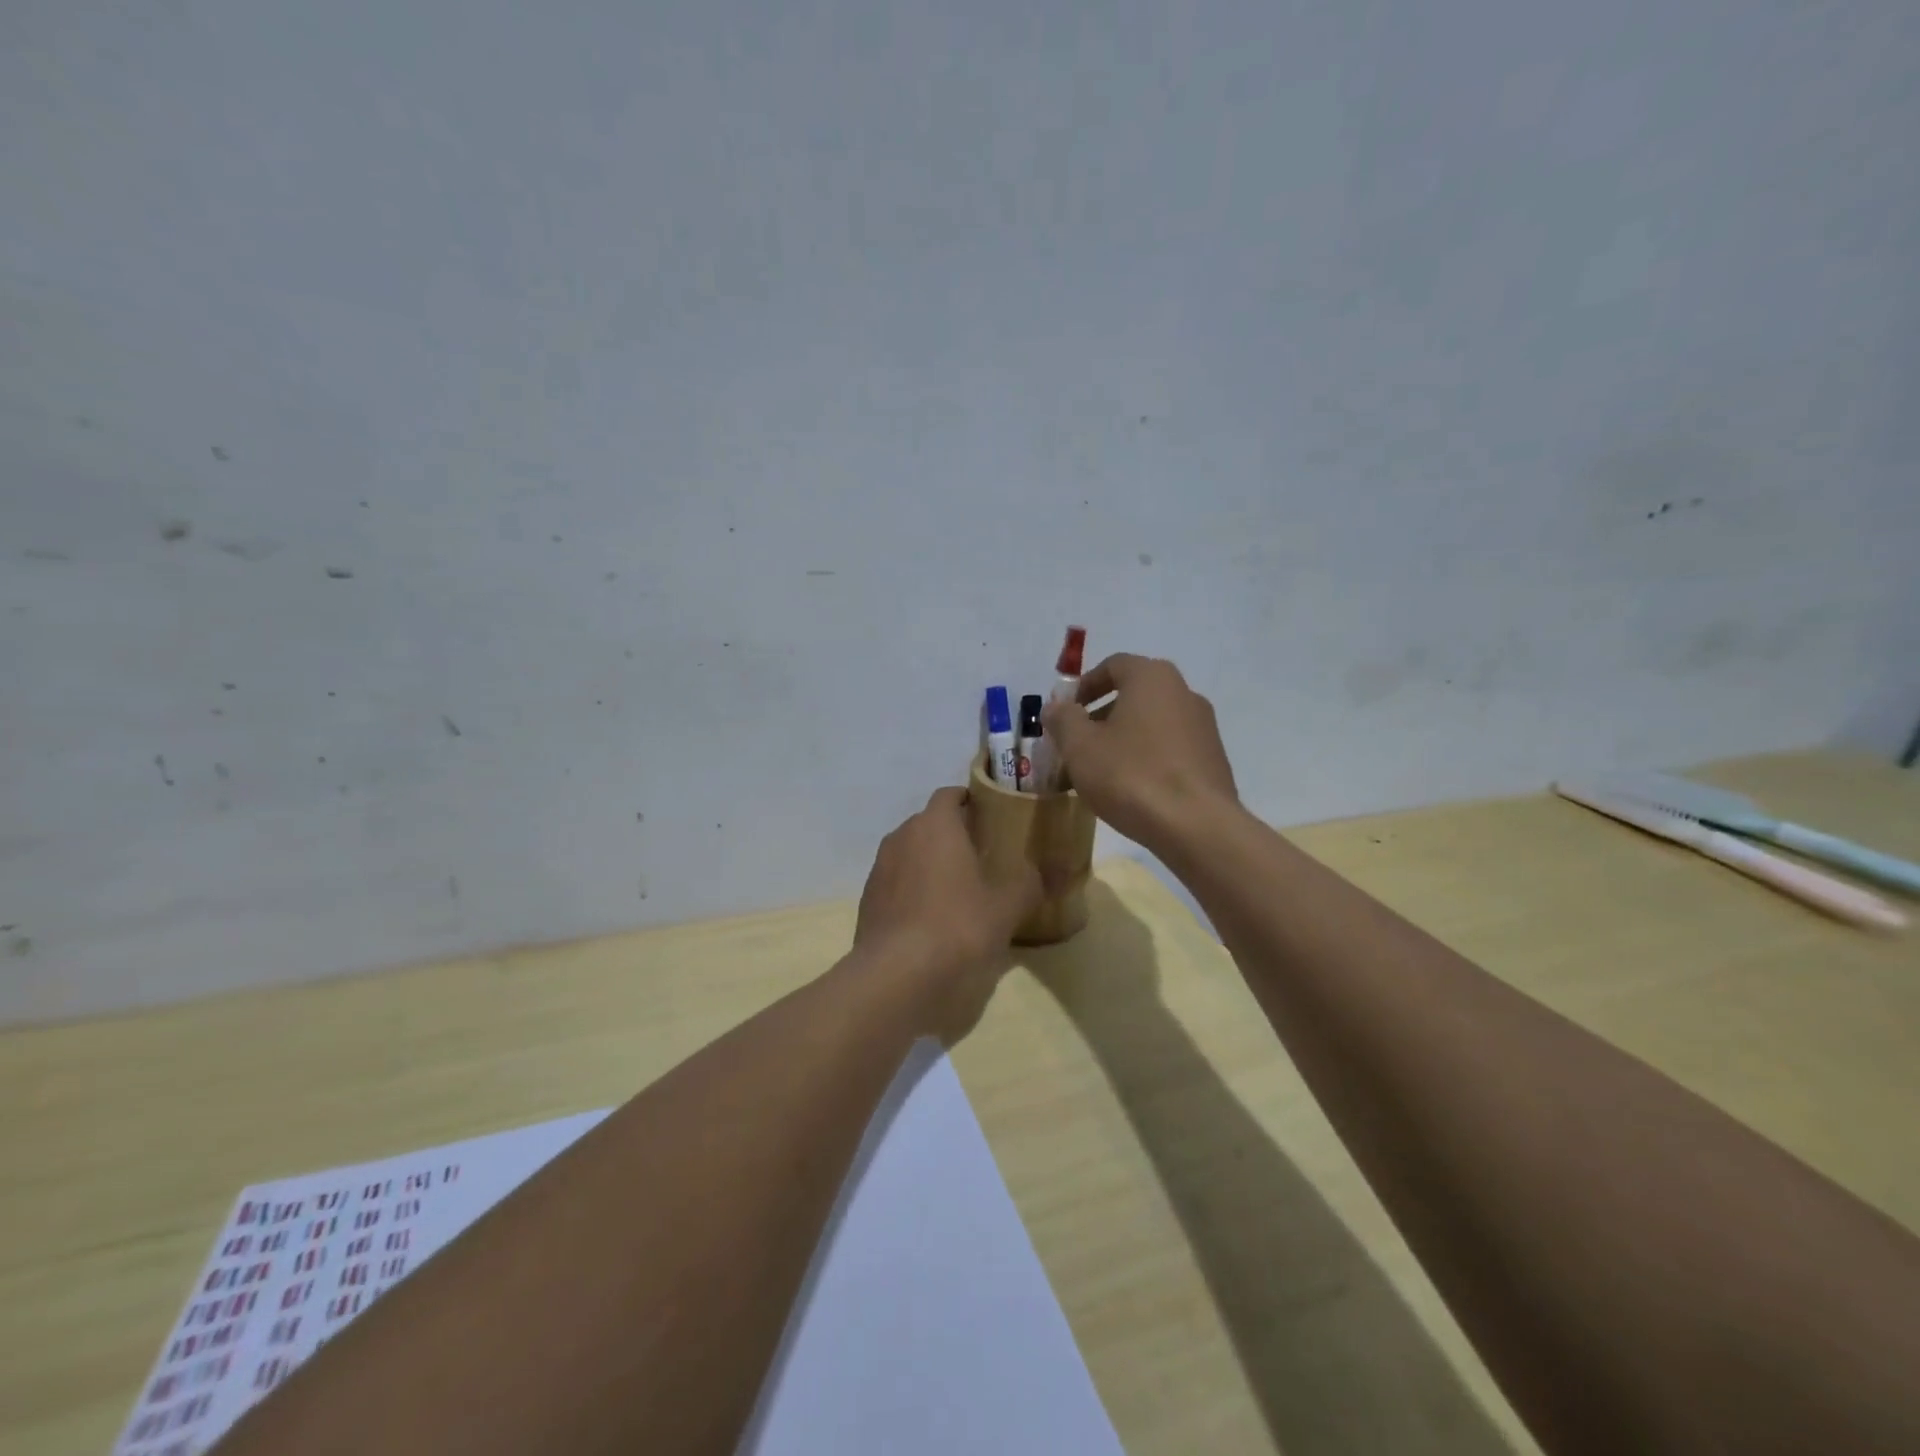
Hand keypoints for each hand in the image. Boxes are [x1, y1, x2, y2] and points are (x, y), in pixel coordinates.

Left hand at [854, 787, 1043, 1040]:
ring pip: (909, 852)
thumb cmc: (958, 926)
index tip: (989, 817)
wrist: (897, 975)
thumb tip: (1050, 872)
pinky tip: (930, 918)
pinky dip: (912, 890)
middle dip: (951, 834)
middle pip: (928, 823)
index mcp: (935, 825)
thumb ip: (1030, 882)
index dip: (969, 801)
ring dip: (929, 862)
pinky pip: (896, 882)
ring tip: (956, 888)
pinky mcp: (868, 900)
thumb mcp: (1007, 906)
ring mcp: (879, 868)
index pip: (949, 795)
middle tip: (981, 856)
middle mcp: (901, 836)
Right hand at [1042, 654, 1238, 849]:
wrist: (1196, 826)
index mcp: (1152, 678)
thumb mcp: (1080, 746)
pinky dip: (1146, 760)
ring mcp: (1203, 727)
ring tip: (1098, 775)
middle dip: (1099, 719)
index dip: (1084, 686)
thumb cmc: (1131, 775)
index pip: (1113, 665)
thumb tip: (1055, 707)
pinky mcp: (1213, 760)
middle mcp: (1183, 693)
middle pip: (1132, 696)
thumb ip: (1063, 719)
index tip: (1065, 713)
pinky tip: (1130, 790)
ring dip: (1121, 742)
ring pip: (1150, 726)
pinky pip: (1169, 750)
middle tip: (1076, 747)